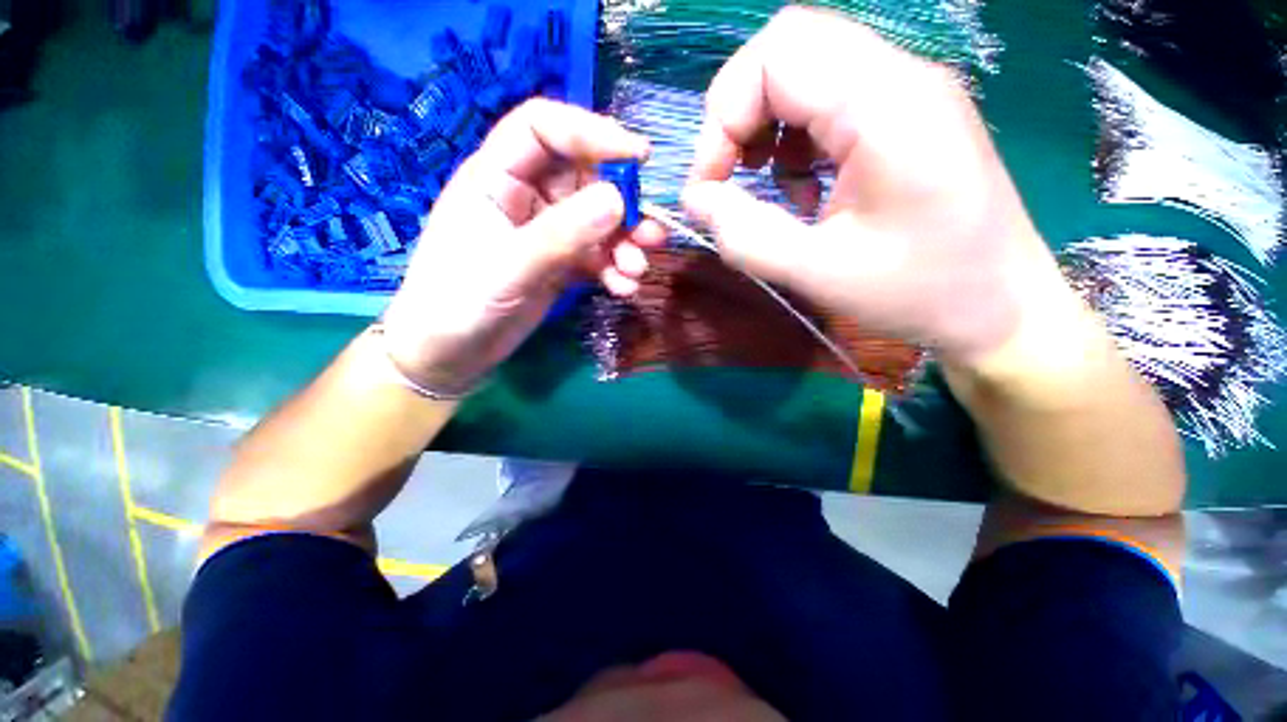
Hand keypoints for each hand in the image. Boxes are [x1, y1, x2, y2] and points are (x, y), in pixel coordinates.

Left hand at [381, 100, 666, 393]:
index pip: (544, 129)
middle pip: (584, 179)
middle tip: (650, 235)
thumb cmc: (458, 304)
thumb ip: (561, 234)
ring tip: (636, 270)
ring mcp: (546, 233)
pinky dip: (614, 270)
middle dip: (622, 205)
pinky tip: (623, 288)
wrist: (449, 355)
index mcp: (497, 178)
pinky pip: (597, 256)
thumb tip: (618, 199)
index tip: (638, 157)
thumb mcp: (509, 267)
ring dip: (624, 243)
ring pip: (597, 221)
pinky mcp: (560, 265)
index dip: (591, 132)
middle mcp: (525, 198)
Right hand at [684, 8, 1076, 365]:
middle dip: (738, 117)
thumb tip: (696, 201)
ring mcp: (906, 95)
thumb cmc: (920, 293)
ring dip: (766, 130)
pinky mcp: (904, 119)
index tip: (710, 184)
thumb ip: (746, 236)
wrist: (1001, 308)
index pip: (777, 52)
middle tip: (728, 181)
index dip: (724, 114)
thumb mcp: (818, 274)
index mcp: (886, 105)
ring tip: (769, 191)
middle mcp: (900, 78)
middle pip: (788, 50)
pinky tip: (803, 192)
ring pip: (805, 74)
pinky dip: (794, 144)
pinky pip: (828, 105)